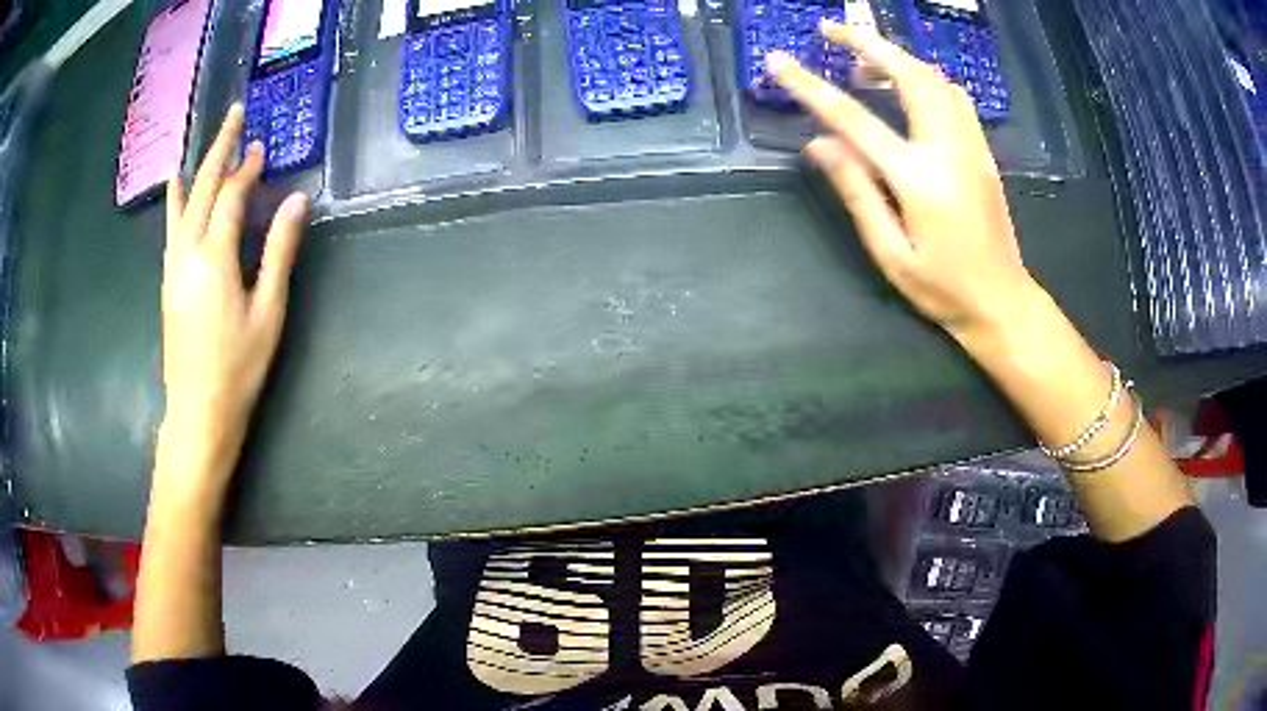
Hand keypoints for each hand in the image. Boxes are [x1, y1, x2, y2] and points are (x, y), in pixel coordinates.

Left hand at [159, 104, 307, 494]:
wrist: (197, 412)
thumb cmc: (238, 368)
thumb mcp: (268, 312)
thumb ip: (279, 252)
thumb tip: (297, 201)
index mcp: (214, 258)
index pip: (230, 197)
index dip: (247, 169)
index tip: (262, 147)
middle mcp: (187, 253)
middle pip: (201, 189)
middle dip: (219, 149)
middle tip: (234, 114)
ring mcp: (173, 268)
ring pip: (181, 206)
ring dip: (195, 169)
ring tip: (201, 142)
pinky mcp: (168, 283)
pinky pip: (171, 228)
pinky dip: (174, 201)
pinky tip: (173, 189)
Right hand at [767, 23, 1039, 339]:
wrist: (1002, 302)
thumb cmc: (944, 289)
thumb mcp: (891, 254)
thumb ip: (857, 193)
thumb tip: (820, 144)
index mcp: (919, 179)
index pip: (855, 119)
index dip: (812, 87)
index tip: (779, 61)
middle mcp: (948, 149)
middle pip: (908, 75)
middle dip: (867, 42)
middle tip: (830, 29)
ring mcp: (971, 146)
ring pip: (935, 79)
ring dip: (897, 57)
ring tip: (863, 59)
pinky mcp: (983, 151)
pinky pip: (954, 97)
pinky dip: (925, 78)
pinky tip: (907, 87)